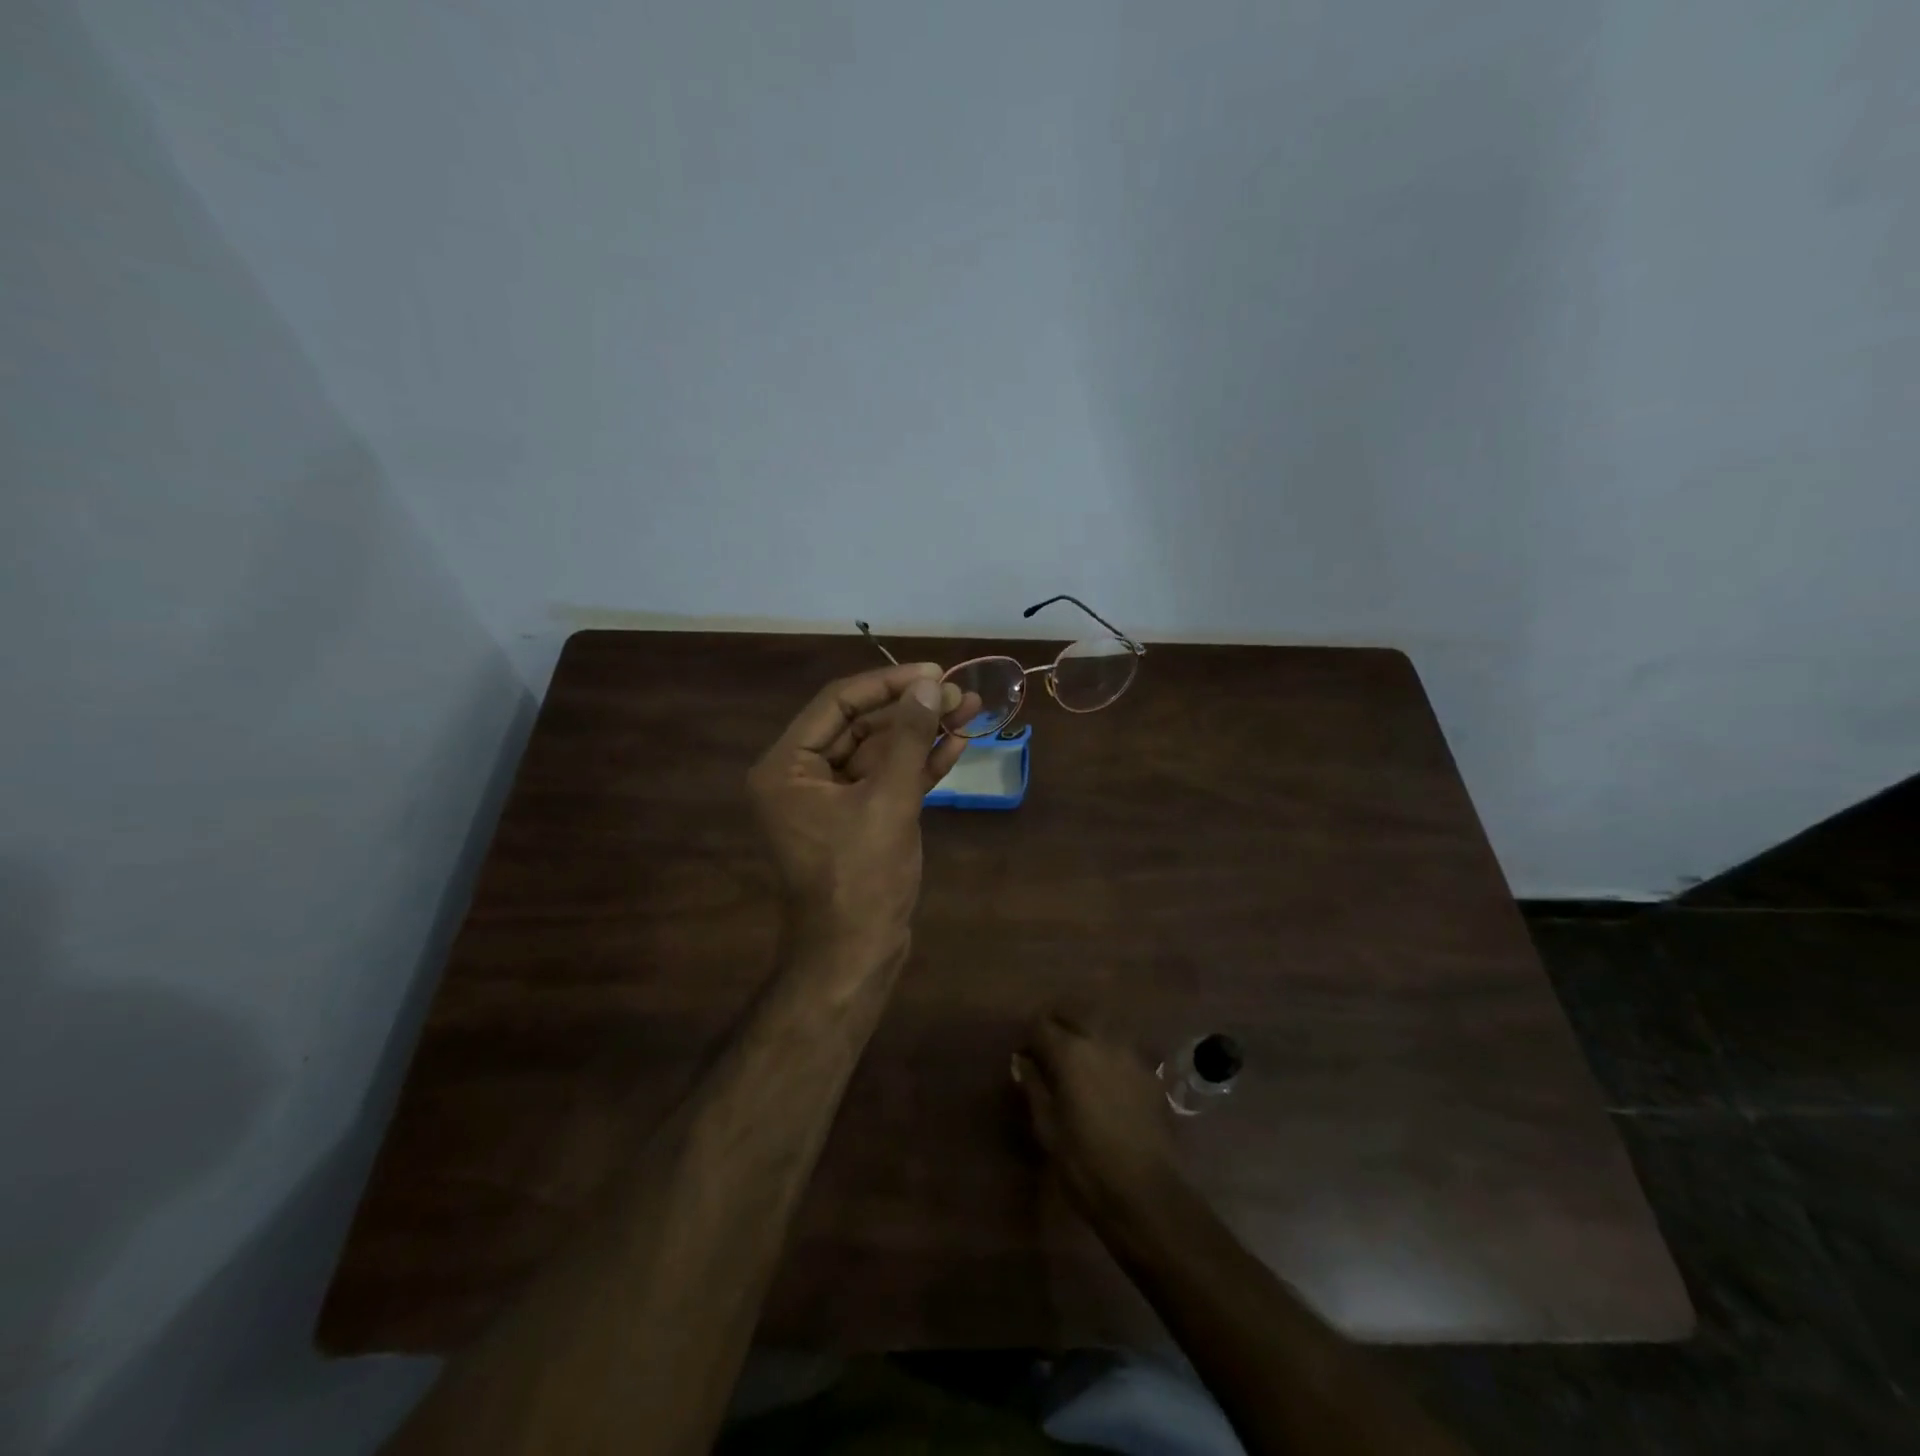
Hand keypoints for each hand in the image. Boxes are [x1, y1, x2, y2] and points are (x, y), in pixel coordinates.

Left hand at [747, 663, 967, 964]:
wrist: (856, 954)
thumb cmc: (861, 877)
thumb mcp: (888, 801)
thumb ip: (908, 738)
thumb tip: (930, 686)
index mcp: (786, 767)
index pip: (837, 703)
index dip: (888, 684)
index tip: (934, 673)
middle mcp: (801, 777)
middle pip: (860, 725)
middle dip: (911, 709)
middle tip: (959, 693)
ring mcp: (831, 800)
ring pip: (879, 752)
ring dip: (921, 734)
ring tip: (969, 710)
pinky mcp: (858, 819)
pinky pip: (886, 780)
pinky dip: (919, 765)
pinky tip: (956, 744)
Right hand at [1013, 1011, 1181, 1227]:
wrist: (1146, 1193)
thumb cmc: (1085, 1164)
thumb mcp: (1047, 1128)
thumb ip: (1034, 1087)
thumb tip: (1022, 1062)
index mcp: (1070, 1052)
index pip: (1040, 1024)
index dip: (1028, 1038)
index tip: (1024, 1057)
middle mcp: (1101, 1041)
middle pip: (1073, 1014)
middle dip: (1057, 1025)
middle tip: (1047, 1051)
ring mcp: (1130, 1054)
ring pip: (1101, 1027)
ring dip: (1084, 1034)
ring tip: (1076, 1062)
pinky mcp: (1150, 1073)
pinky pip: (1122, 1049)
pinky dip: (1108, 1053)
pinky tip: (1105, 1078)